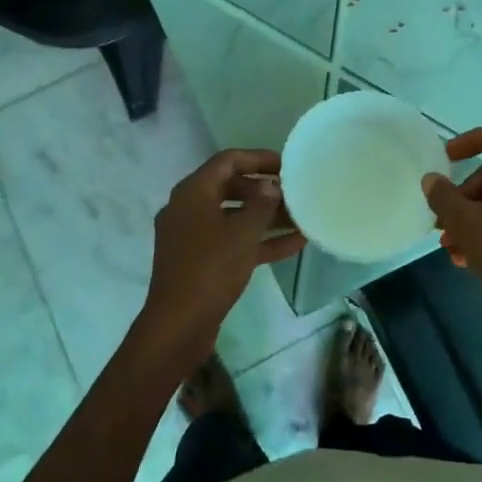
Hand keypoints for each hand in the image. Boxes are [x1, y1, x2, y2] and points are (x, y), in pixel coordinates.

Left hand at [136, 150, 304, 362]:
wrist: (179, 323)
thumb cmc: (210, 268)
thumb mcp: (242, 233)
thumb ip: (261, 204)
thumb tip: (271, 187)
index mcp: (192, 192)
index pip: (227, 161)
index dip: (258, 158)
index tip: (287, 164)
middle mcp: (189, 209)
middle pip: (231, 188)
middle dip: (264, 189)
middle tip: (294, 193)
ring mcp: (193, 237)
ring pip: (234, 217)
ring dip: (266, 217)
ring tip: (301, 217)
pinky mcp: (201, 261)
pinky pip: (233, 241)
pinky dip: (259, 241)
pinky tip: (295, 244)